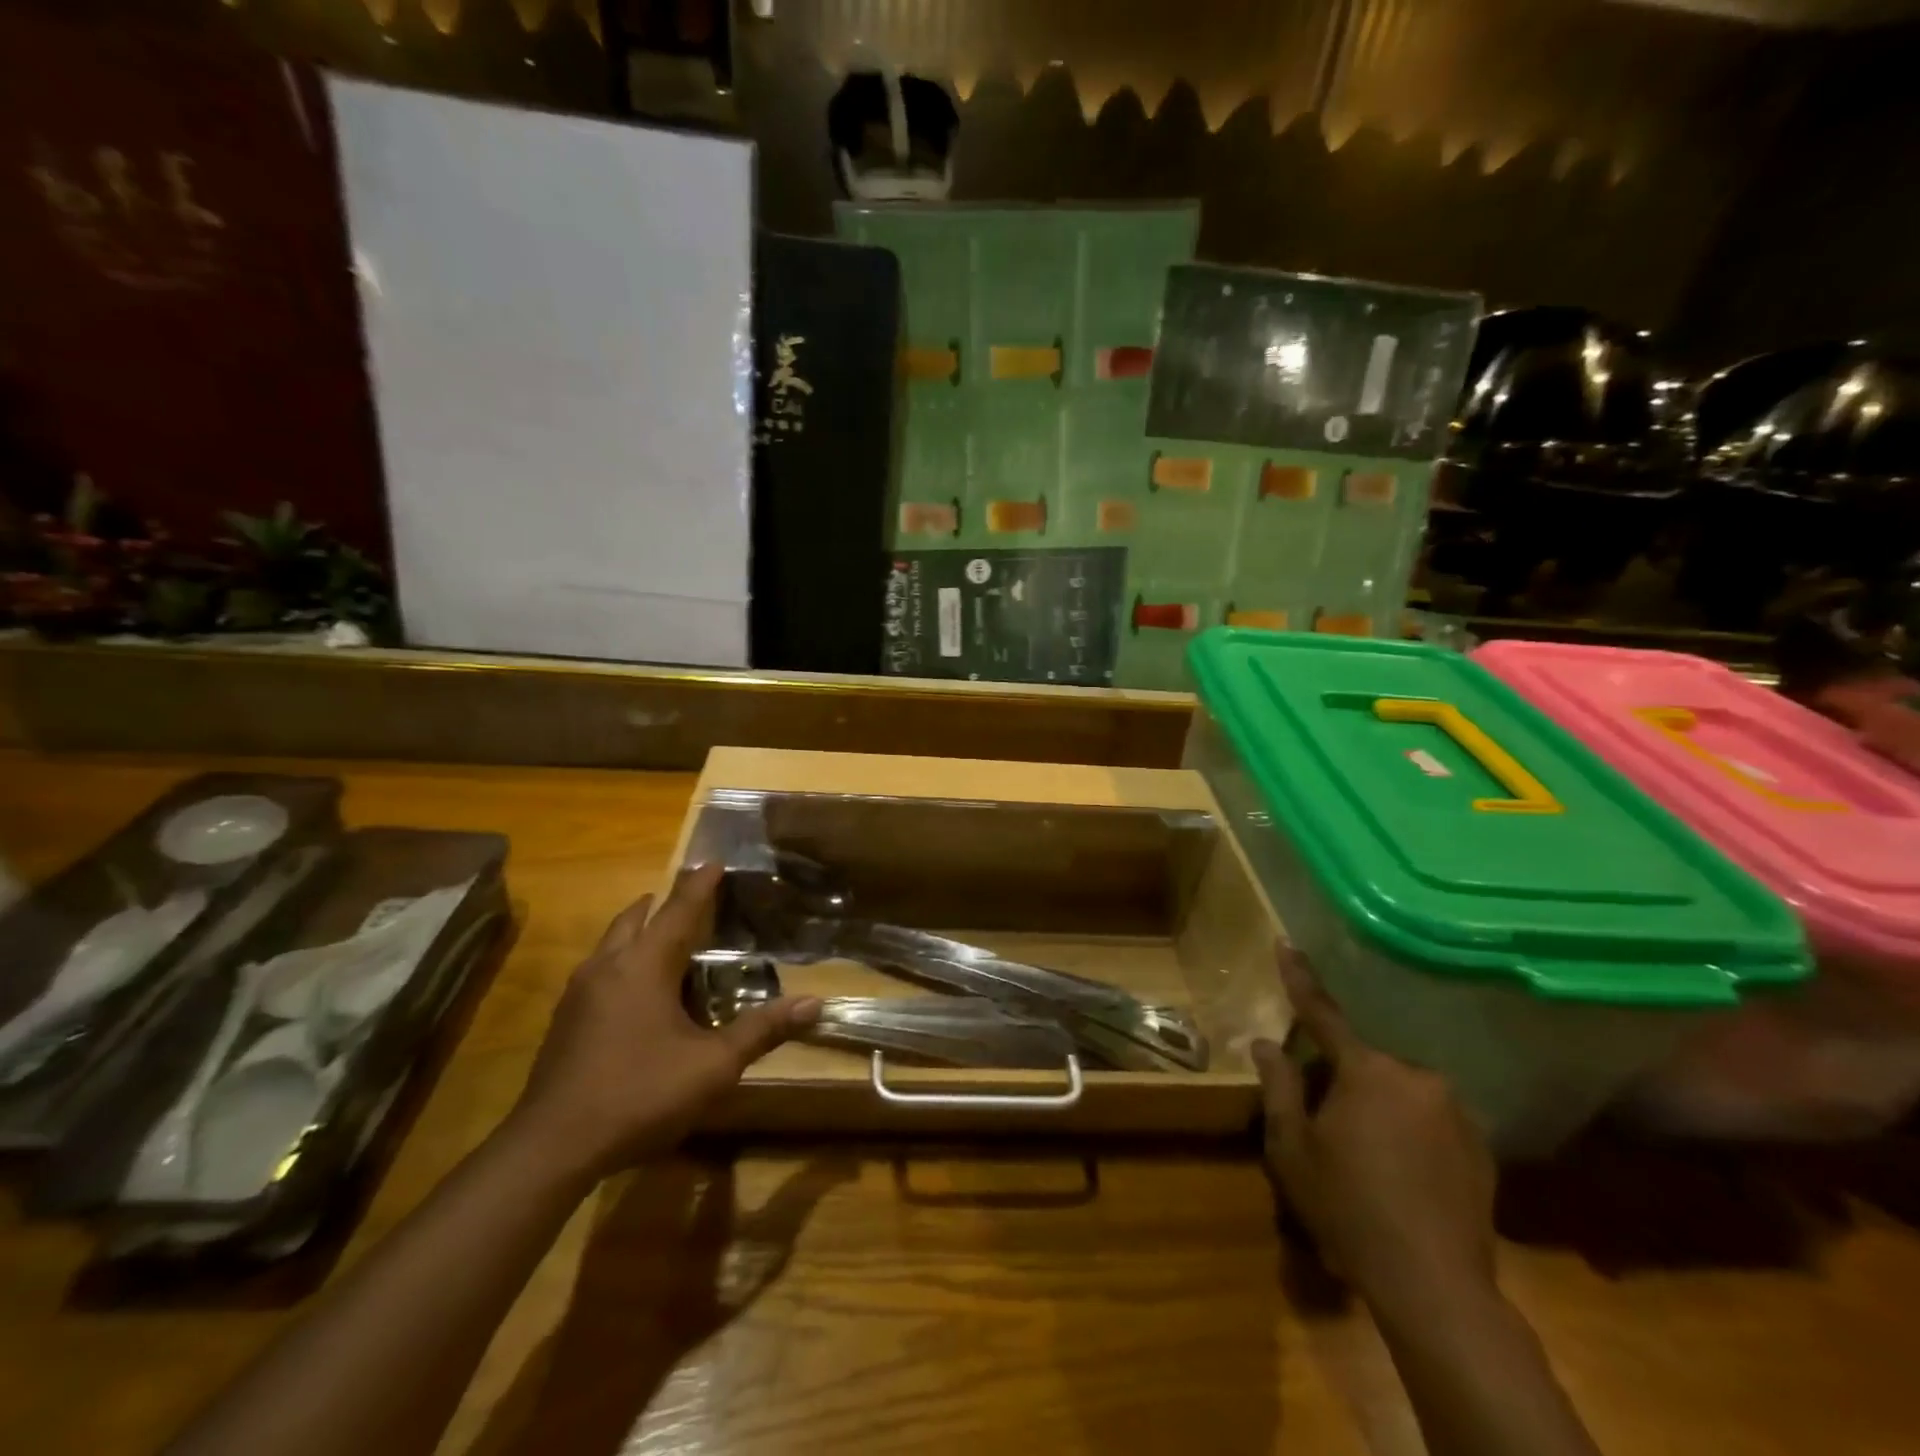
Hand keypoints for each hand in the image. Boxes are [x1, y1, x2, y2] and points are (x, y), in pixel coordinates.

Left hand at [508, 863, 819, 1181]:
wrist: (552, 1147)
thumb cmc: (640, 1094)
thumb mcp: (713, 1066)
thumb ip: (762, 1030)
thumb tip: (814, 1002)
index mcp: (644, 965)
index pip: (678, 910)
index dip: (700, 884)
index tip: (713, 861)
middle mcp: (607, 966)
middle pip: (636, 918)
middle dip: (663, 902)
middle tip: (691, 900)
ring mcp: (579, 993)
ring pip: (611, 943)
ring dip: (638, 931)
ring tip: (664, 939)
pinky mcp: (564, 1020)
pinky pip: (599, 970)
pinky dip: (622, 960)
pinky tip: (636, 992)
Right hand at [1253, 949, 1496, 1310]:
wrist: (1436, 1286)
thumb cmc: (1349, 1209)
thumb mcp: (1293, 1149)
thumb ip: (1280, 1088)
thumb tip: (1265, 1044)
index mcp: (1366, 1072)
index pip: (1323, 1013)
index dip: (1299, 977)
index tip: (1286, 942)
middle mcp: (1416, 1077)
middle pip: (1364, 1064)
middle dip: (1342, 1081)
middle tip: (1327, 1125)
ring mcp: (1455, 1111)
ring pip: (1399, 1092)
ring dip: (1379, 1108)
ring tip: (1368, 1159)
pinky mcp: (1482, 1146)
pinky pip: (1431, 1119)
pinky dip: (1411, 1132)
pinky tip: (1403, 1176)